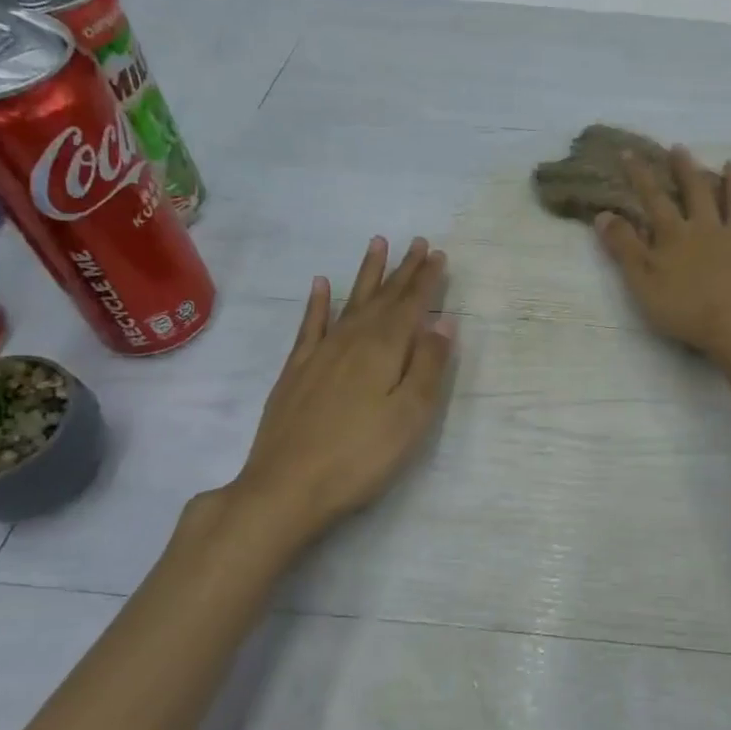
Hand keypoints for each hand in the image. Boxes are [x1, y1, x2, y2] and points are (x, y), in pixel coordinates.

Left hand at [218, 236, 456, 540]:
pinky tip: (321, 285)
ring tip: (376, 244)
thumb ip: (428, 365)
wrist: (286, 487)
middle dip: (402, 270)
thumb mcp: (410, 415)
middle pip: (382, 298)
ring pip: (349, 303)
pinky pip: (310, 325)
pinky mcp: (296, 371)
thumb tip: (444, 320)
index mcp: (384, 350)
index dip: (426, 279)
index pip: (410, 305)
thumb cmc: (361, 456)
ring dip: (366, 275)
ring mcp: (320, 354)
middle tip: (417, 242)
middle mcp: (351, 341)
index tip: (438, 254)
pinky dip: (318, 303)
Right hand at [596, 146, 730, 363]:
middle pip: (698, 193)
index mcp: (677, 235)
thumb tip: (604, 214)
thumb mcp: (641, 280)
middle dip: (687, 170)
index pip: (655, 199)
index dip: (641, 176)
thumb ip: (623, 247)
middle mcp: (712, 229)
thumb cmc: (684, 308)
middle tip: (680, 149)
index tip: (631, 153)